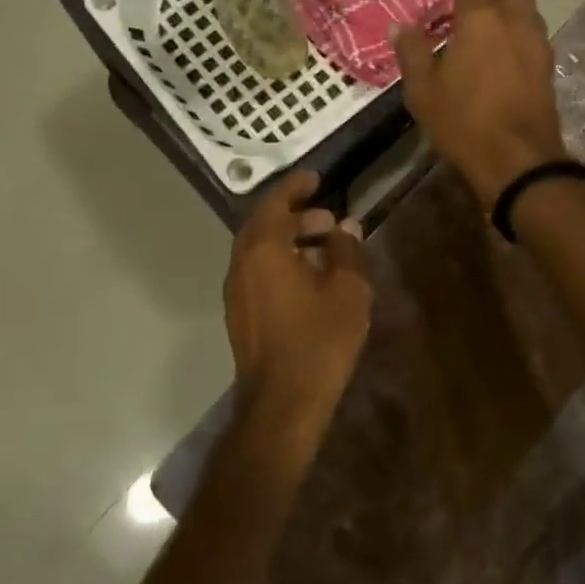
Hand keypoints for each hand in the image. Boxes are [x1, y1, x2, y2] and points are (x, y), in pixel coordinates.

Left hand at [224, 170, 372, 464]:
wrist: (282, 405)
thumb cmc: (318, 342)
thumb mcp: (347, 292)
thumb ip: (347, 251)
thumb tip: (346, 227)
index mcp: (264, 251)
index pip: (274, 203)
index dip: (295, 187)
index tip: (316, 178)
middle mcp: (242, 265)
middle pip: (263, 225)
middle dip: (295, 215)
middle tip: (329, 219)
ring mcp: (237, 292)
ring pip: (259, 251)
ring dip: (289, 240)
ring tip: (326, 249)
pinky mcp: (240, 315)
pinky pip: (258, 272)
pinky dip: (280, 262)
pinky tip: (310, 280)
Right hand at [393, 0, 567, 206]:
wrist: (519, 160)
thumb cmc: (464, 121)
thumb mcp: (423, 90)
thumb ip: (412, 52)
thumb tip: (399, 25)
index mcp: (481, 19)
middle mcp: (514, 21)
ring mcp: (537, 42)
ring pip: (527, 6)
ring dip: (509, 1)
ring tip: (487, 16)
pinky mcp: (547, 65)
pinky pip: (533, 30)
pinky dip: (518, 26)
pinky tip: (503, 44)